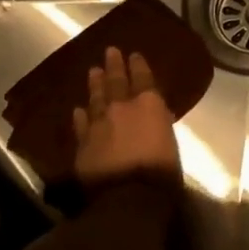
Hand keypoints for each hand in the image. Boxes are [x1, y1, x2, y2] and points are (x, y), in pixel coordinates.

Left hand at [72, 46, 181, 193]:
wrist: (128, 198)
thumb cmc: (161, 174)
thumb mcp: (171, 145)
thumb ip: (161, 126)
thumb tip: (158, 117)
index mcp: (150, 106)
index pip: (144, 79)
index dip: (138, 65)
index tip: (134, 54)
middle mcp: (122, 108)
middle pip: (117, 82)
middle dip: (114, 66)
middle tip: (109, 50)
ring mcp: (99, 125)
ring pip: (96, 99)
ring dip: (95, 85)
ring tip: (93, 71)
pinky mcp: (83, 144)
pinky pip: (81, 125)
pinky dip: (80, 116)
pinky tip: (78, 110)